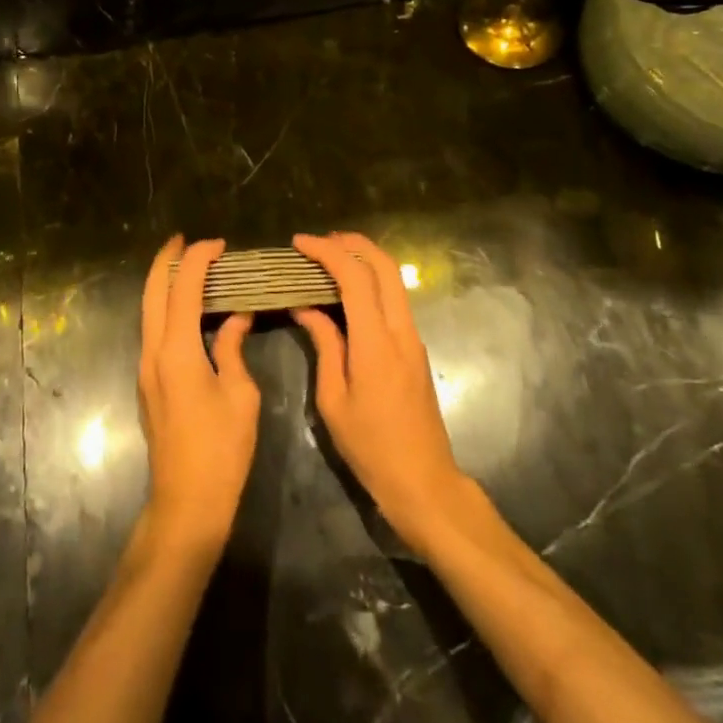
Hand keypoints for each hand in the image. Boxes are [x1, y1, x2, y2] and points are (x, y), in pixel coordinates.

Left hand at [138, 237, 258, 552]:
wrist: (186, 502)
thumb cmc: (221, 449)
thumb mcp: (240, 394)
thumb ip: (233, 348)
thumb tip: (236, 317)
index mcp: (177, 351)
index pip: (183, 289)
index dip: (199, 260)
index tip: (219, 244)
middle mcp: (153, 352)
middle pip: (152, 292)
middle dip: (166, 260)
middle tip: (185, 239)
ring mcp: (146, 368)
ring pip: (149, 310)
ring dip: (164, 283)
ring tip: (188, 266)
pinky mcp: (149, 382)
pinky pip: (154, 329)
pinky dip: (167, 307)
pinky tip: (189, 308)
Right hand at [292, 232, 468, 549]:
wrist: (423, 481)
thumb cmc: (370, 446)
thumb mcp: (333, 399)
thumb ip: (324, 345)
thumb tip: (306, 307)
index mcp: (376, 342)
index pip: (354, 277)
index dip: (327, 252)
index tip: (299, 243)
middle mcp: (401, 330)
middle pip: (384, 266)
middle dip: (353, 243)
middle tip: (320, 241)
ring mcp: (413, 338)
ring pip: (393, 281)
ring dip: (364, 260)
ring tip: (329, 260)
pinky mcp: (415, 348)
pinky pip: (394, 300)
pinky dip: (371, 282)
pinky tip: (346, 293)